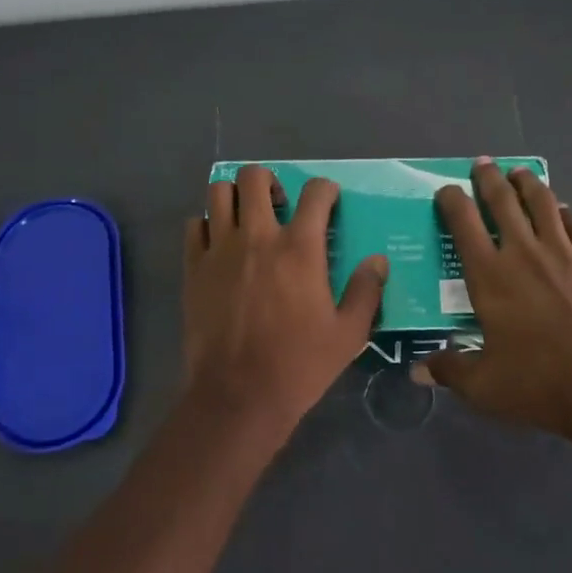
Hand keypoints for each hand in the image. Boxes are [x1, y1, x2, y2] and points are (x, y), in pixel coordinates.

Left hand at [183, 165, 387, 436]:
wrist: (238, 395)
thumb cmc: (299, 365)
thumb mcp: (348, 334)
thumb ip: (366, 291)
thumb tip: (378, 261)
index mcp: (300, 248)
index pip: (315, 192)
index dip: (326, 190)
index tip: (329, 202)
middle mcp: (258, 236)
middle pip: (255, 177)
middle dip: (271, 182)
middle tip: (280, 207)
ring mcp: (220, 250)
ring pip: (218, 192)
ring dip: (235, 196)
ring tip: (247, 219)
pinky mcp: (193, 268)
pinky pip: (194, 225)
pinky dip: (207, 225)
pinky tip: (220, 245)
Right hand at [416, 159, 571, 442]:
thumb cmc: (539, 383)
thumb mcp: (483, 386)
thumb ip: (449, 370)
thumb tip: (419, 369)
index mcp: (489, 277)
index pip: (463, 225)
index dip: (451, 201)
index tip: (445, 190)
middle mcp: (524, 253)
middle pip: (503, 202)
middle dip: (489, 178)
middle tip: (482, 164)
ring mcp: (564, 254)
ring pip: (542, 203)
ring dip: (527, 183)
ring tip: (519, 172)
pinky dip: (565, 212)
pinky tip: (563, 211)